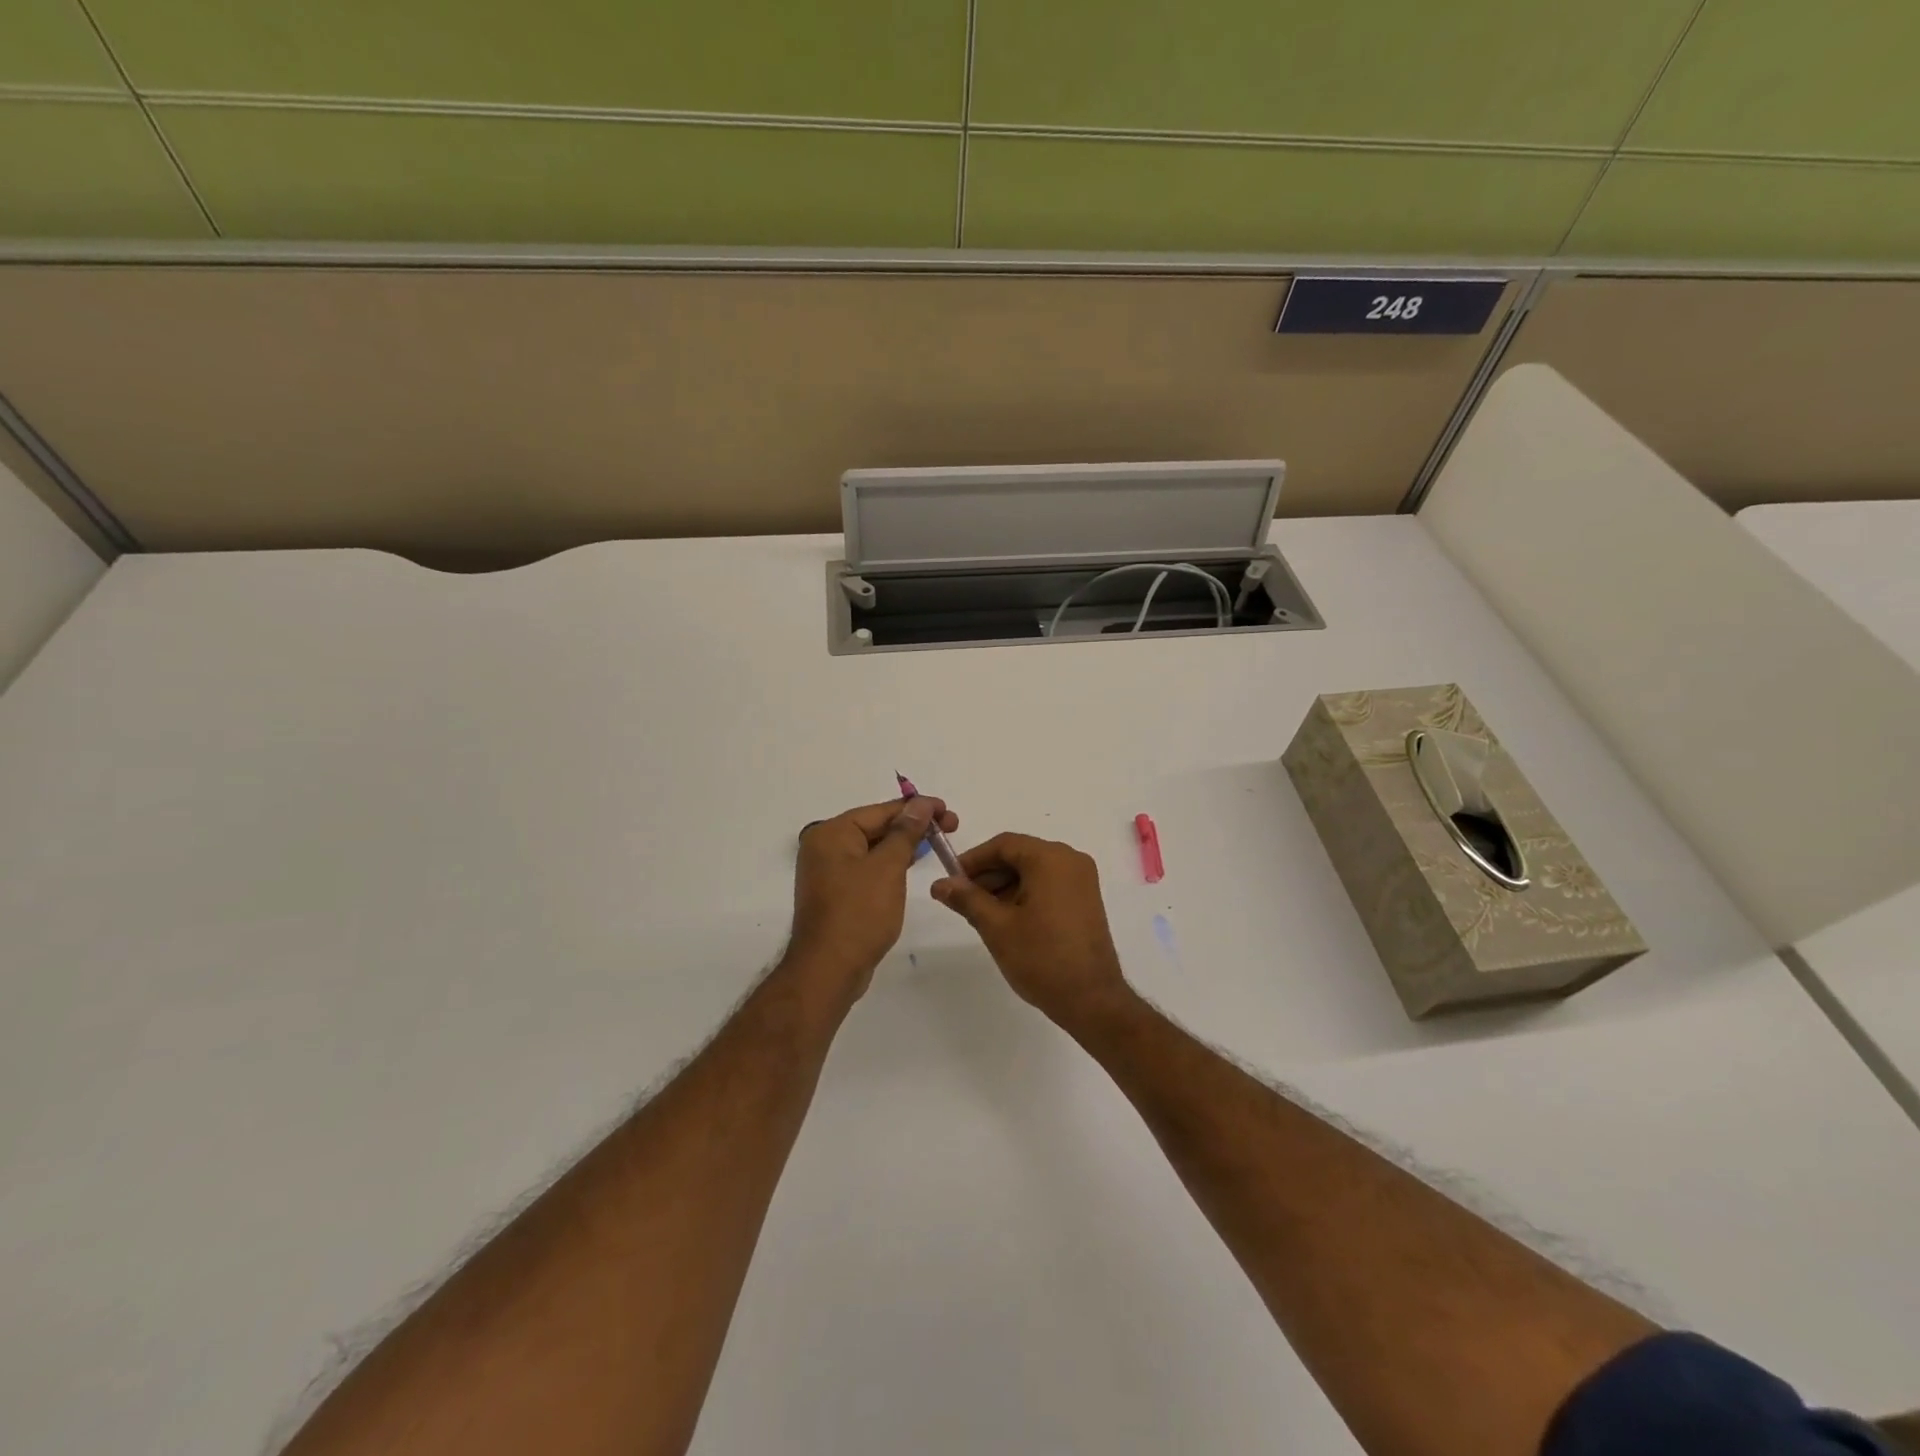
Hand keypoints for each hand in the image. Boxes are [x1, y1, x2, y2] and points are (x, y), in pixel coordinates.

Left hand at [787, 797, 958, 1004]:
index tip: (947, 810)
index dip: (918, 808)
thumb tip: (920, 804)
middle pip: (876, 826)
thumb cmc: (860, 913)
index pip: (881, 811)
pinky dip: (889, 864)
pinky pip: (867, 867)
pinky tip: (910, 864)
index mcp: (832, 833)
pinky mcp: (836, 893)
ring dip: (903, 844)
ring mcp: (828, 871)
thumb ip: (906, 832)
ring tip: (936, 843)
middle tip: (950, 828)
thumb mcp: (888, 867)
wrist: (829, 970)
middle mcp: (825, 847)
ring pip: (873, 848)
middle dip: (913, 826)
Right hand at [931, 833, 1132, 1028]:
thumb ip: (967, 899)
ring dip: (1005, 886)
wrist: (1092, 1000)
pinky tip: (1007, 920)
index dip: (973, 859)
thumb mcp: (996, 927)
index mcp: (1050, 859)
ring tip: (981, 915)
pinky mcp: (1085, 900)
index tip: (951, 880)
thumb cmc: (1041, 958)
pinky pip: (1048, 884)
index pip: (1003, 844)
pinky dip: (1025, 894)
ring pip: (1033, 871)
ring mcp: (1082, 880)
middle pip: (1019, 855)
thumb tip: (940, 884)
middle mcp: (1070, 860)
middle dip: (988, 875)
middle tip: (962, 901)